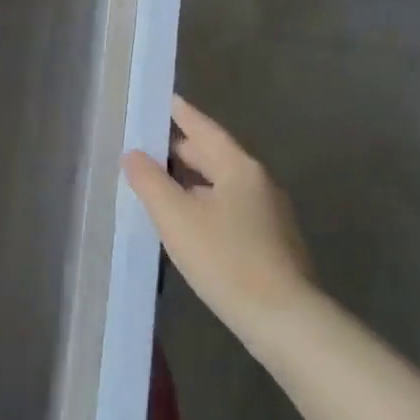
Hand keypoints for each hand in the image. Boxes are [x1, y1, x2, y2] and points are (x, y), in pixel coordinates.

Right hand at [122, 95, 314, 358]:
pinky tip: (190, 220)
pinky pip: (231, 208)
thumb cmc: (225, 259)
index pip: (205, 129)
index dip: (182, 114)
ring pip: (224, 184)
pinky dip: (206, 203)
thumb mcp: (177, 218)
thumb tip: (134, 155)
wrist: (284, 319)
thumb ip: (151, 182)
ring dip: (194, 179)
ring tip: (163, 181)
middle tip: (152, 142)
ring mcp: (270, 213)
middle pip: (216, 155)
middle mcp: (259, 182)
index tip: (165, 99)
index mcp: (239, 167)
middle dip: (184, 149)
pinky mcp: (272, 242)